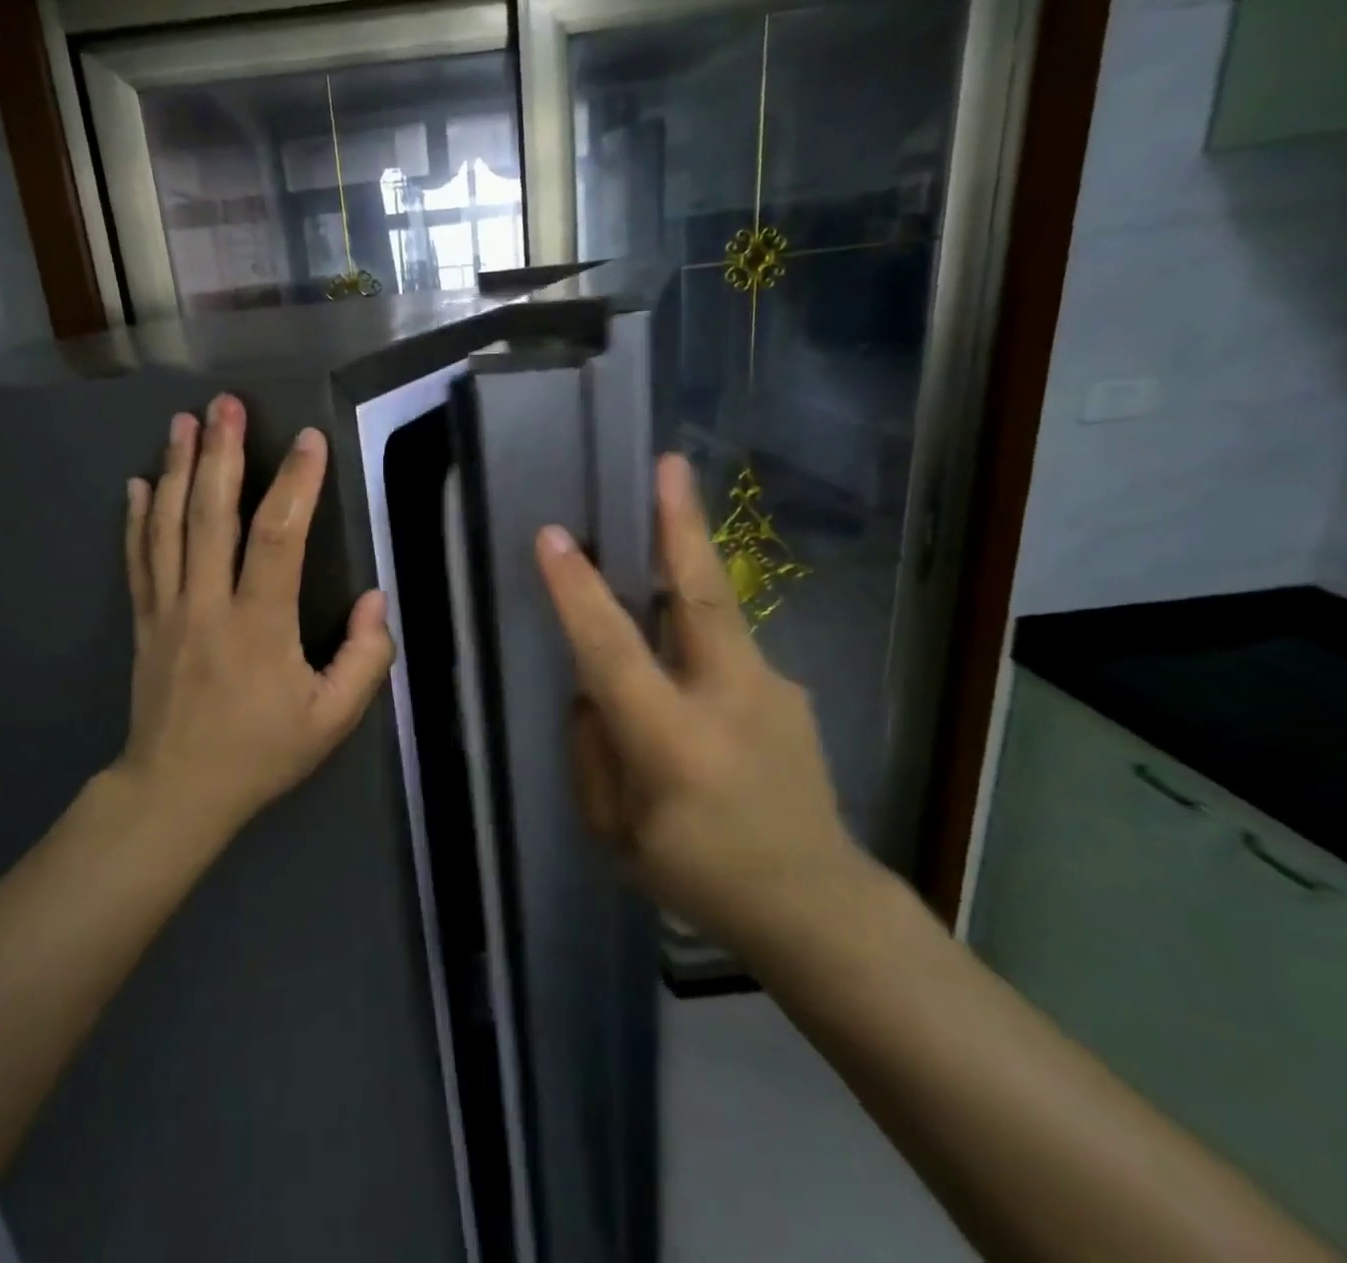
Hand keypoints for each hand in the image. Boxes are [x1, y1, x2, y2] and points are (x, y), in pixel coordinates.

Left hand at [116, 393, 394, 831]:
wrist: (176, 791)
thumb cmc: (260, 753)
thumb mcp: (332, 721)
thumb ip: (366, 661)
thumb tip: (376, 601)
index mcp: (259, 625)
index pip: (278, 538)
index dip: (295, 484)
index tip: (308, 440)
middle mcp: (207, 604)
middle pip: (210, 514)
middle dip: (220, 453)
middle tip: (224, 403)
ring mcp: (167, 609)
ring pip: (168, 526)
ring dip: (175, 468)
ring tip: (182, 422)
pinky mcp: (143, 620)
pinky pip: (138, 558)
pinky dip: (137, 517)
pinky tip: (137, 483)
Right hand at [534, 453, 864, 945]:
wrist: (819, 907)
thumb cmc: (700, 878)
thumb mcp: (615, 832)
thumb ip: (593, 752)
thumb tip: (592, 690)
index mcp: (673, 742)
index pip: (614, 651)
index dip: (580, 592)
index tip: (552, 538)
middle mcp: (727, 699)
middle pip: (698, 595)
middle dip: (679, 524)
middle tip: (668, 464)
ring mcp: (770, 690)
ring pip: (716, 609)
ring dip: (686, 557)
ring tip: (668, 510)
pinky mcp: (789, 691)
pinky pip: (726, 648)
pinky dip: (695, 633)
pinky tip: (685, 657)